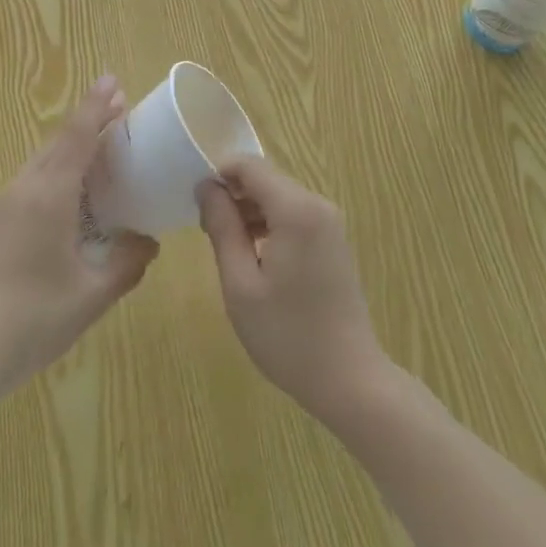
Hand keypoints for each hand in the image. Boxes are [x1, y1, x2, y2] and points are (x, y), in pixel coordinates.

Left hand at [0, 76, 158, 399]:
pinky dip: (56, 174)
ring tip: (101, 152)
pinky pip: (30, 183)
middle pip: (59, 143)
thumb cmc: (32, 321)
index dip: (97, 105)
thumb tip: (149, 242)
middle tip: (120, 114)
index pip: (77, 136)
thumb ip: (127, 263)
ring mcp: (1, 206)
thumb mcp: (92, 296)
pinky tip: (70, 199)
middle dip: (88, 123)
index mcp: (49, 195)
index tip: (114, 80)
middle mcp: (23, 189)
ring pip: (42, 162)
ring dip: (71, 149)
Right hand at [196, 160, 391, 424]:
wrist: (349, 379)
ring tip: (229, 251)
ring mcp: (329, 222)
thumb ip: (222, 227)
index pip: (250, 166)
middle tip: (208, 234)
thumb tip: (206, 187)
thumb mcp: (240, 283)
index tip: (196, 205)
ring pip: (279, 197)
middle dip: (233, 196)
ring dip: (250, 212)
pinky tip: (256, 260)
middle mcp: (317, 204)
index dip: (219, 175)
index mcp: (296, 209)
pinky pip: (294, 216)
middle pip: (266, 180)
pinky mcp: (333, 240)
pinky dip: (270, 225)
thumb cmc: (287, 334)